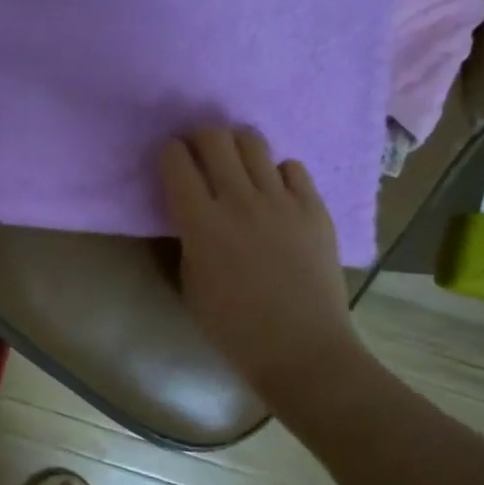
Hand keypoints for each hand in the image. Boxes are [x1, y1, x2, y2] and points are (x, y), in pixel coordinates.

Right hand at [160, 126, 361, 405]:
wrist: (301, 348)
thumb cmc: (233, 327)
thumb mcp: (191, 282)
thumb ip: (188, 237)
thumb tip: (192, 209)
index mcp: (201, 222)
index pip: (176, 160)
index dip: (169, 153)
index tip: (172, 162)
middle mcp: (238, 200)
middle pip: (214, 137)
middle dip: (200, 138)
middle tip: (201, 155)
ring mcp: (281, 200)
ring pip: (253, 142)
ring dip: (237, 146)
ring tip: (237, 165)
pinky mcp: (313, 207)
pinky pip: (292, 167)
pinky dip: (277, 172)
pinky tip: (275, 192)